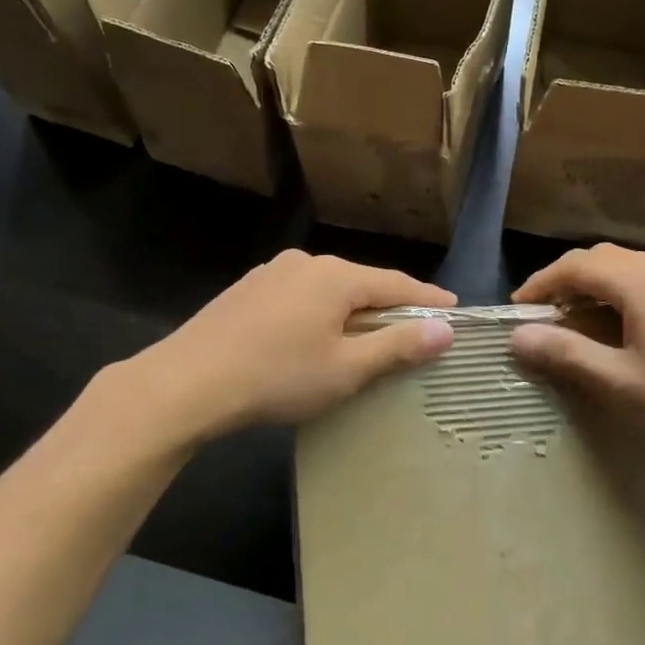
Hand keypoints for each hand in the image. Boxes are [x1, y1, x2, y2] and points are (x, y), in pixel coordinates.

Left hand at [124, 251, 455, 440]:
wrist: (189, 382)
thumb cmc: (278, 377)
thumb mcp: (346, 369)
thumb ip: (398, 346)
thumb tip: (445, 329)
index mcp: (336, 276)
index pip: (397, 284)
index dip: (429, 299)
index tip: (455, 310)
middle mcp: (306, 263)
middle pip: (362, 283)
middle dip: (390, 306)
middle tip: (415, 330)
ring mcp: (272, 273)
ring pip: (328, 289)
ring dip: (352, 311)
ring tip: (366, 336)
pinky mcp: (248, 289)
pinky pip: (300, 296)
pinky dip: (320, 313)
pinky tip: (314, 336)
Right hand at [510, 244, 644, 471]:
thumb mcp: (619, 382)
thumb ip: (566, 354)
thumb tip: (518, 336)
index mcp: (639, 282)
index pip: (575, 265)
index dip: (541, 283)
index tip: (517, 309)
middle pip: (603, 258)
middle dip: (567, 280)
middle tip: (545, 313)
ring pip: (631, 270)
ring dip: (597, 287)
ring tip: (579, 320)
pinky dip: (624, 296)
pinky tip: (626, 329)